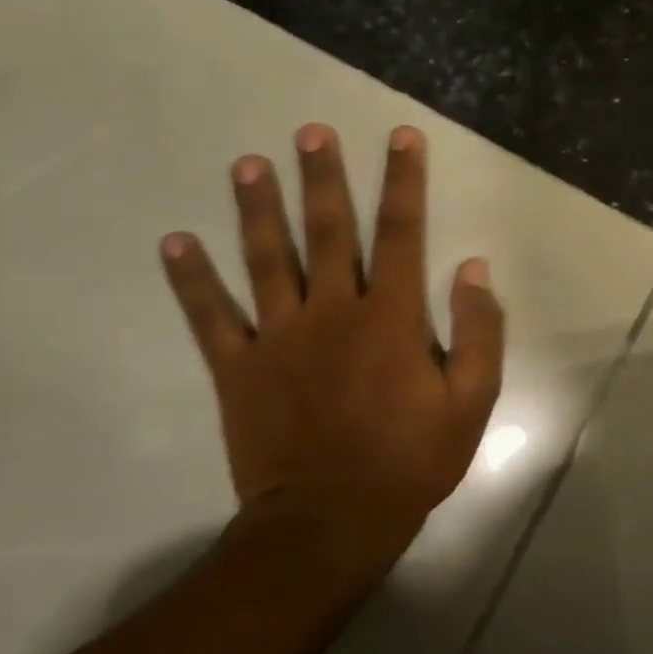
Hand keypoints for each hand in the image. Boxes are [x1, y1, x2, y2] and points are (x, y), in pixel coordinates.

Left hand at [160, 123, 504, 567]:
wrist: (332, 522)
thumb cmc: (412, 459)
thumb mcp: (473, 400)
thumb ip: (478, 331)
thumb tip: (473, 268)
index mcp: (391, 318)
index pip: (401, 233)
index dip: (403, 182)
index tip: (401, 137)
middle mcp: (332, 313)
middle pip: (328, 231)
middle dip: (322, 178)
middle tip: (310, 131)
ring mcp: (279, 338)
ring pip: (265, 260)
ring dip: (256, 209)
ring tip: (247, 164)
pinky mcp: (238, 370)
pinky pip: (210, 317)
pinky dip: (191, 280)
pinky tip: (173, 242)